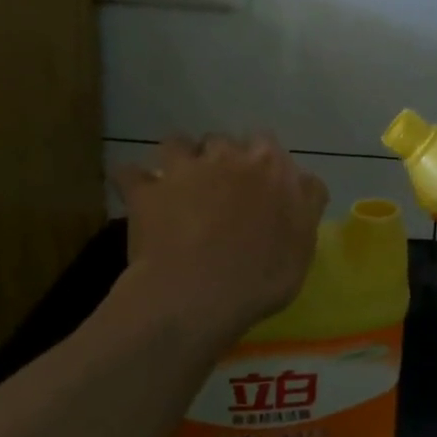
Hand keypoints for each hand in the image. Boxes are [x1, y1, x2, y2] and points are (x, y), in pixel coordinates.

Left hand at [113, 134, 326, 346]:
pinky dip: (134, 182)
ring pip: (177, 143)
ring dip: (179, 159)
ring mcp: (183, 170)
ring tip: (179, 185)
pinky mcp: (145, 191)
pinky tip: (137, 196)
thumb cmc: (261, 276)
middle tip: (221, 191)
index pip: (268, 143)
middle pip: (223, 141)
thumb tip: (304, 182)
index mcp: (270, 166)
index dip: (262, 162)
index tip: (260, 186)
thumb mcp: (304, 244)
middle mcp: (226, 156)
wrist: (198, 295)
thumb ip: (306, 204)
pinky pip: (130, 173)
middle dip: (221, 159)